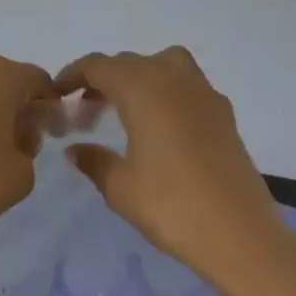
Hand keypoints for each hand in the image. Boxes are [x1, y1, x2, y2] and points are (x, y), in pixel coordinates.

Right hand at [53, 47, 286, 292]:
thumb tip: (76, 149)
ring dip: (138, 78)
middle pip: (131, 63)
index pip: (99, 66)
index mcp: (143, 89)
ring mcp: (204, 94)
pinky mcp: (224, 114)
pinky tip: (159, 127)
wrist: (240, 233)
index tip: (56, 93)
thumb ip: (94, 161)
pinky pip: (186, 86)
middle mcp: (174, 79)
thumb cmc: (171, 206)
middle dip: (103, 79)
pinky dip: (165, 92)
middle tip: (83, 109)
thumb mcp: (120, 187)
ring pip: (164, 66)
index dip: (73, 74)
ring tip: (123, 109)